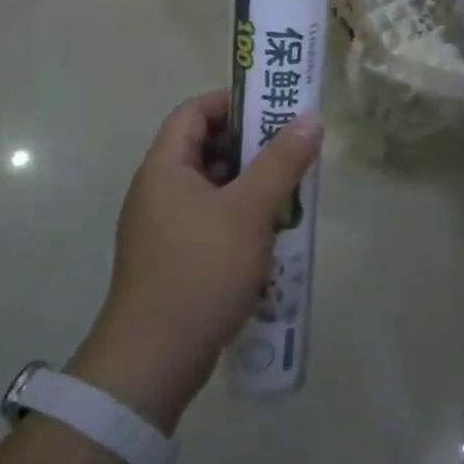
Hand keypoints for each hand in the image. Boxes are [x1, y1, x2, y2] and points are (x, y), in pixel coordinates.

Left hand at [70, 91, 321, 431]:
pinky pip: (212, 221)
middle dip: (253, 146)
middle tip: (294, 151)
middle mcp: (159, 191)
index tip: (274, 109)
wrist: (153, 361)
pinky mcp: (175, 260)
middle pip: (206, 148)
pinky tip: (273, 235)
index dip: (233, 102)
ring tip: (292, 192)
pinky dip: (242, 218)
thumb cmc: (201, 270)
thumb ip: (281, 161)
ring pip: (214, 188)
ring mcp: (164, 228)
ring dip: (252, 185)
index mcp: (166, 168)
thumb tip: (310, 118)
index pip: (194, 112)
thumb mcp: (249, 210)